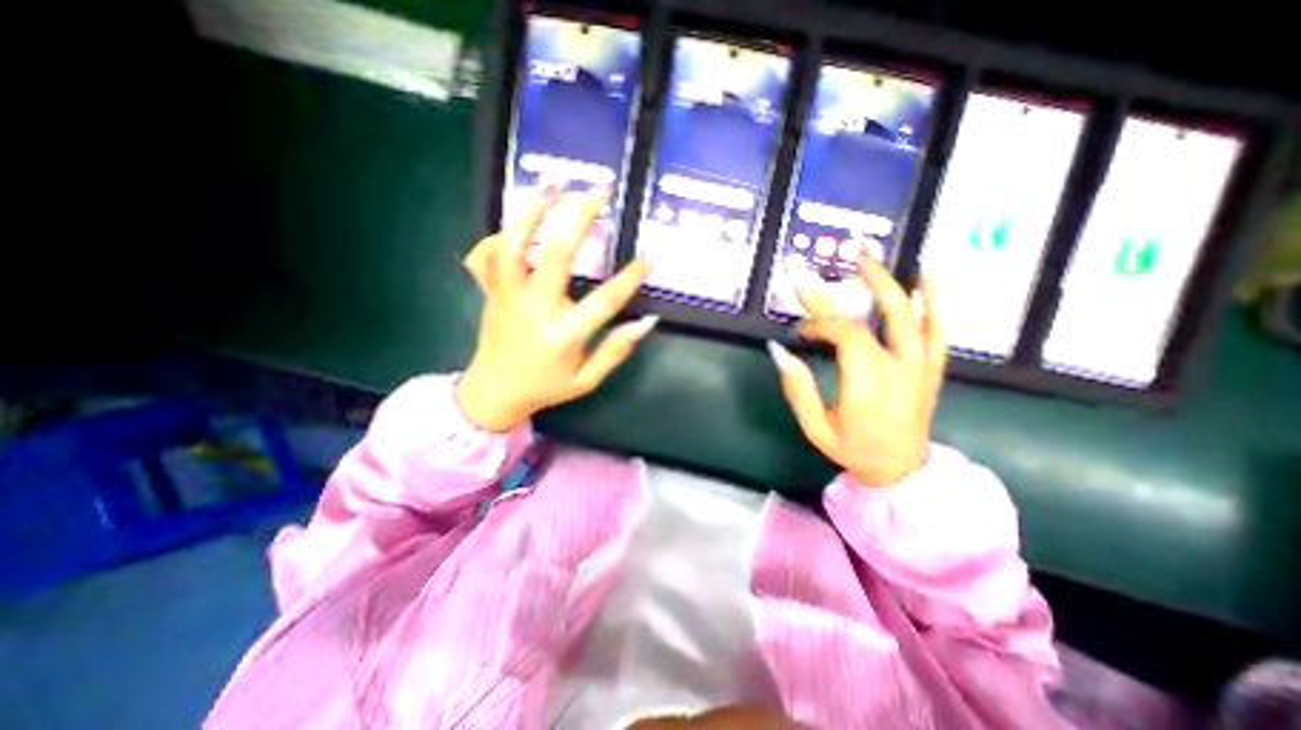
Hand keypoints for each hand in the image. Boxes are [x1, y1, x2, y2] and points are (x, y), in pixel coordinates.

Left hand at [459, 185, 661, 434]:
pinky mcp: (490, 292)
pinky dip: (497, 235)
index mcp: (563, 334)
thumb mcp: (587, 380)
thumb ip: (616, 351)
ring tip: (553, 187)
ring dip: (532, 211)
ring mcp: (508, 296)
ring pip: (514, 245)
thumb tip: (646, 322)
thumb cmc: (545, 387)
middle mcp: (534, 308)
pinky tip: (516, 224)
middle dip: (580, 218)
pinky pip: (486, 256)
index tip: (649, 258)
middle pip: (556, 254)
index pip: (604, 301)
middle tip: (598, 194)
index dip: (630, 278)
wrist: (492, 394)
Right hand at [769, 260, 946, 485]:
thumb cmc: (852, 450)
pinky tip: (927, 275)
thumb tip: (778, 350)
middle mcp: (898, 367)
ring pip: (908, 315)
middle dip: (848, 290)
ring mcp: (920, 366)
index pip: (843, 335)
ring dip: (887, 283)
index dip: (819, 323)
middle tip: (829, 267)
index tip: (800, 328)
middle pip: (872, 318)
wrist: (900, 470)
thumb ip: (796, 388)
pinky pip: (938, 329)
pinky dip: (934, 300)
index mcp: (867, 382)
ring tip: (868, 258)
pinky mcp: (931, 367)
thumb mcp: (815, 426)